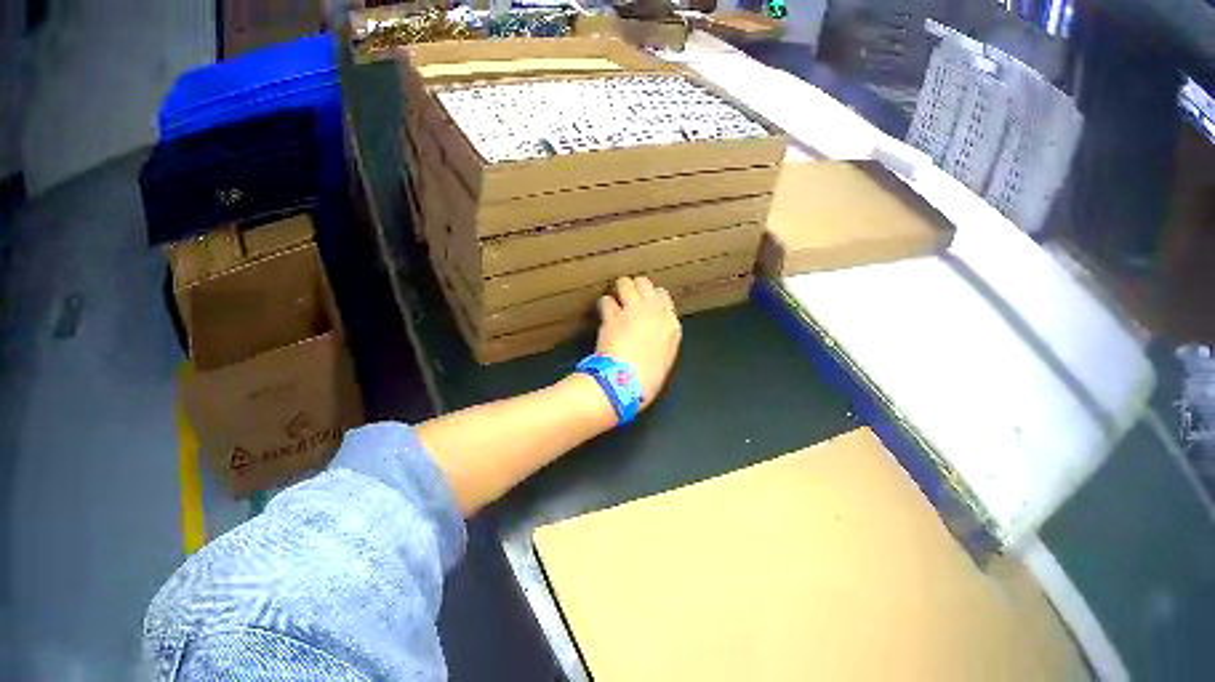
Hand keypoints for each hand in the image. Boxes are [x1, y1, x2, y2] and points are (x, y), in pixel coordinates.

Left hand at [595, 276, 681, 408]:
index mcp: (671, 326)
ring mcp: (633, 311)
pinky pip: (606, 300)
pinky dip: (604, 305)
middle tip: (628, 296)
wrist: (627, 383)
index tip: (645, 304)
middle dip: (635, 287)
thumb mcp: (664, 360)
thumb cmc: (647, 381)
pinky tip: (603, 313)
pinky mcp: (612, 316)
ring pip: (625, 283)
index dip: (652, 298)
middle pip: (645, 284)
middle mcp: (654, 312)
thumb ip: (660, 341)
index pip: (663, 297)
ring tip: (614, 298)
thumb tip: (650, 339)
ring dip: (619, 290)